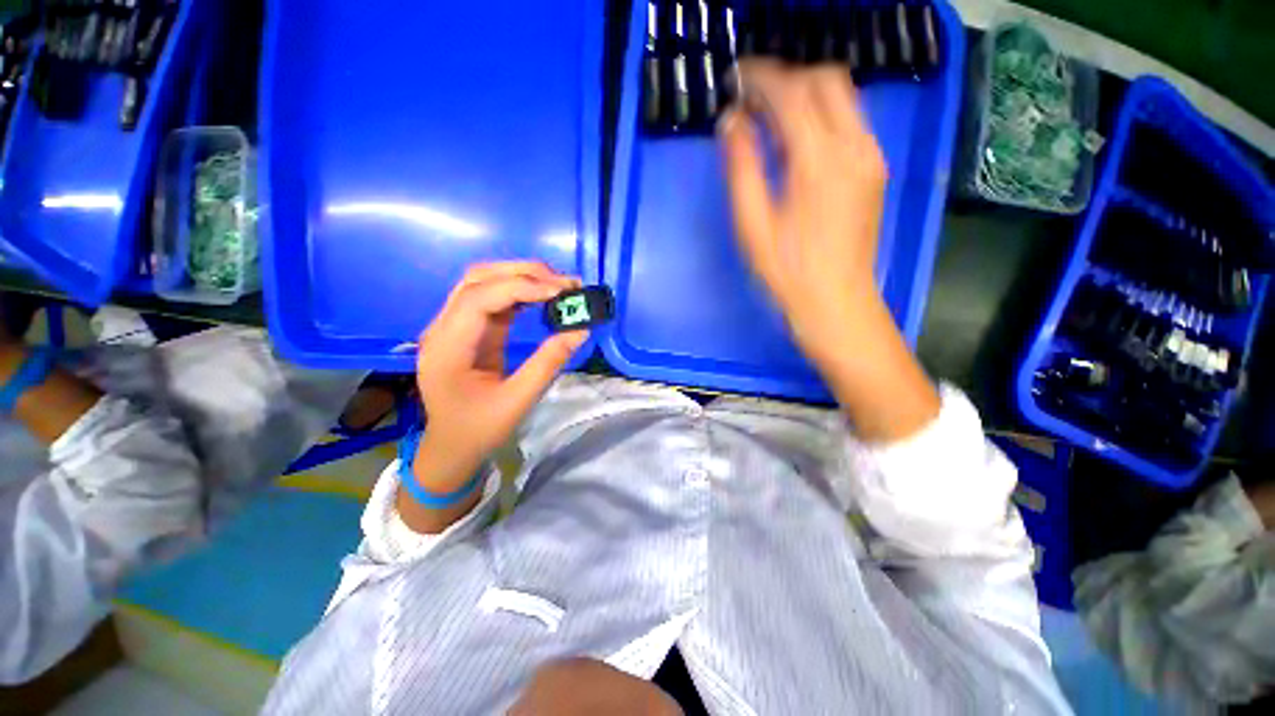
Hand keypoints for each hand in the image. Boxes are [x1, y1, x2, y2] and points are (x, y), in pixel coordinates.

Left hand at [414, 262, 588, 489]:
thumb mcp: (518, 401)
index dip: (521, 287)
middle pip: (478, 279)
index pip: (479, 298)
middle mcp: (443, 328)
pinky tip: (542, 297)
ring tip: (558, 285)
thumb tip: (580, 329)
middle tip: (565, 283)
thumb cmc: (479, 429)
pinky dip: (518, 291)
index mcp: (447, 347)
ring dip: (521, 277)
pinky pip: (491, 298)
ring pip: (483, 282)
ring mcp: (452, 325)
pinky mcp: (467, 329)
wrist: (452, 446)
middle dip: (523, 274)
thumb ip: (548, 363)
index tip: (560, 291)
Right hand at [719, 60, 887, 366]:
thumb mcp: (752, 223)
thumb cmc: (786, 270)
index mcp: (819, 160)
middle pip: (826, 79)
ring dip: (805, 95)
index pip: (792, 91)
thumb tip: (732, 121)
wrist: (836, 303)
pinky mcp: (874, 170)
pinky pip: (850, 121)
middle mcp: (855, 146)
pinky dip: (821, 116)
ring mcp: (871, 156)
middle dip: (787, 77)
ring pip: (842, 96)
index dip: (761, 76)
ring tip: (770, 119)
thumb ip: (741, 166)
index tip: (736, 78)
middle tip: (753, 99)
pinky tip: (797, 141)